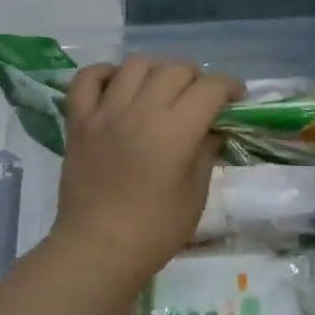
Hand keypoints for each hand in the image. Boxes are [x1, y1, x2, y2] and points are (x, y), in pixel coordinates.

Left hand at [52, 57, 240, 279]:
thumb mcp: (196, 193)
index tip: (236, 99)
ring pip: (136, 65)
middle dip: (196, 79)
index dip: (230, 87)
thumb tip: (214, 128)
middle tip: (200, 100)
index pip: (210, 87)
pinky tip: (118, 86)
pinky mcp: (79, 121)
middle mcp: (141, 111)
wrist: (98, 250)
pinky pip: (87, 78)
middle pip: (176, 68)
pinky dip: (105, 74)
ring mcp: (105, 113)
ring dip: (157, 71)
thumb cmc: (155, 230)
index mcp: (176, 131)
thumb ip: (207, 151)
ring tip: (161, 91)